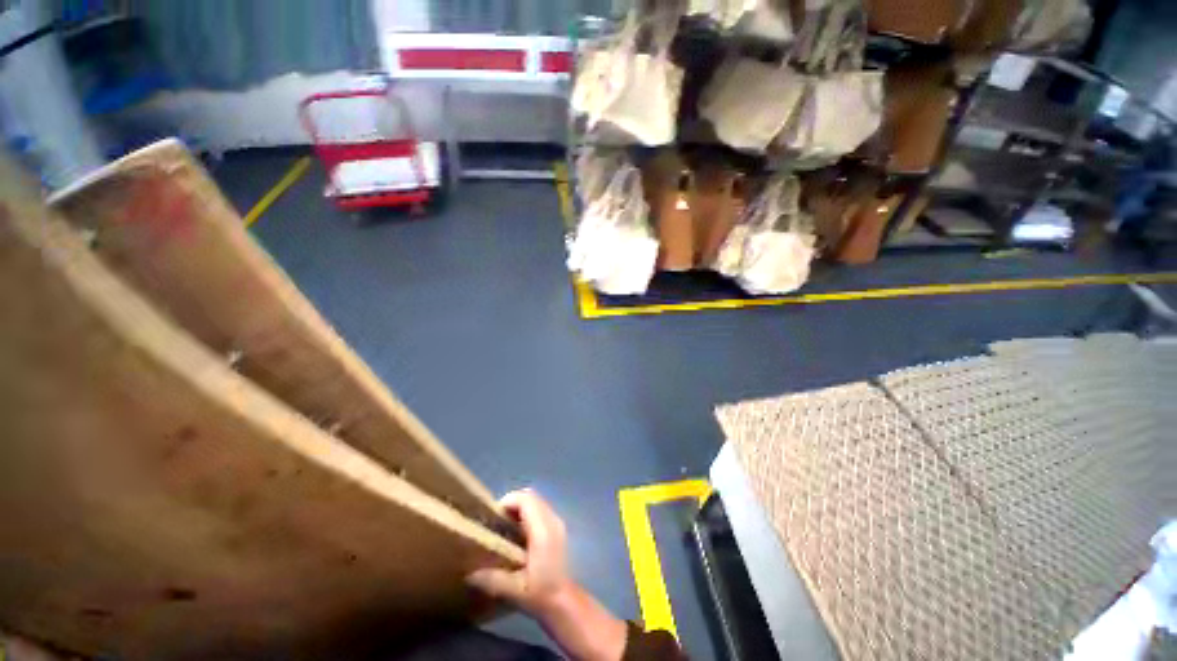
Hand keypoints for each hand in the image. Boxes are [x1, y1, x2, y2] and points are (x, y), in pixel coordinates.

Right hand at [467, 489, 626, 660]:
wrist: (564, 601)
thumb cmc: (540, 594)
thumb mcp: (513, 590)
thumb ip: (492, 579)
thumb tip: (468, 573)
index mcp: (542, 530)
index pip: (526, 499)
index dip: (508, 501)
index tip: (493, 515)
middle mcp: (552, 520)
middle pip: (531, 496)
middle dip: (512, 503)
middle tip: (496, 520)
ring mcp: (557, 522)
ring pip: (537, 501)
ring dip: (520, 507)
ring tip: (505, 526)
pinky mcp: (558, 527)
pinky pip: (541, 509)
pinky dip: (528, 512)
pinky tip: (518, 533)